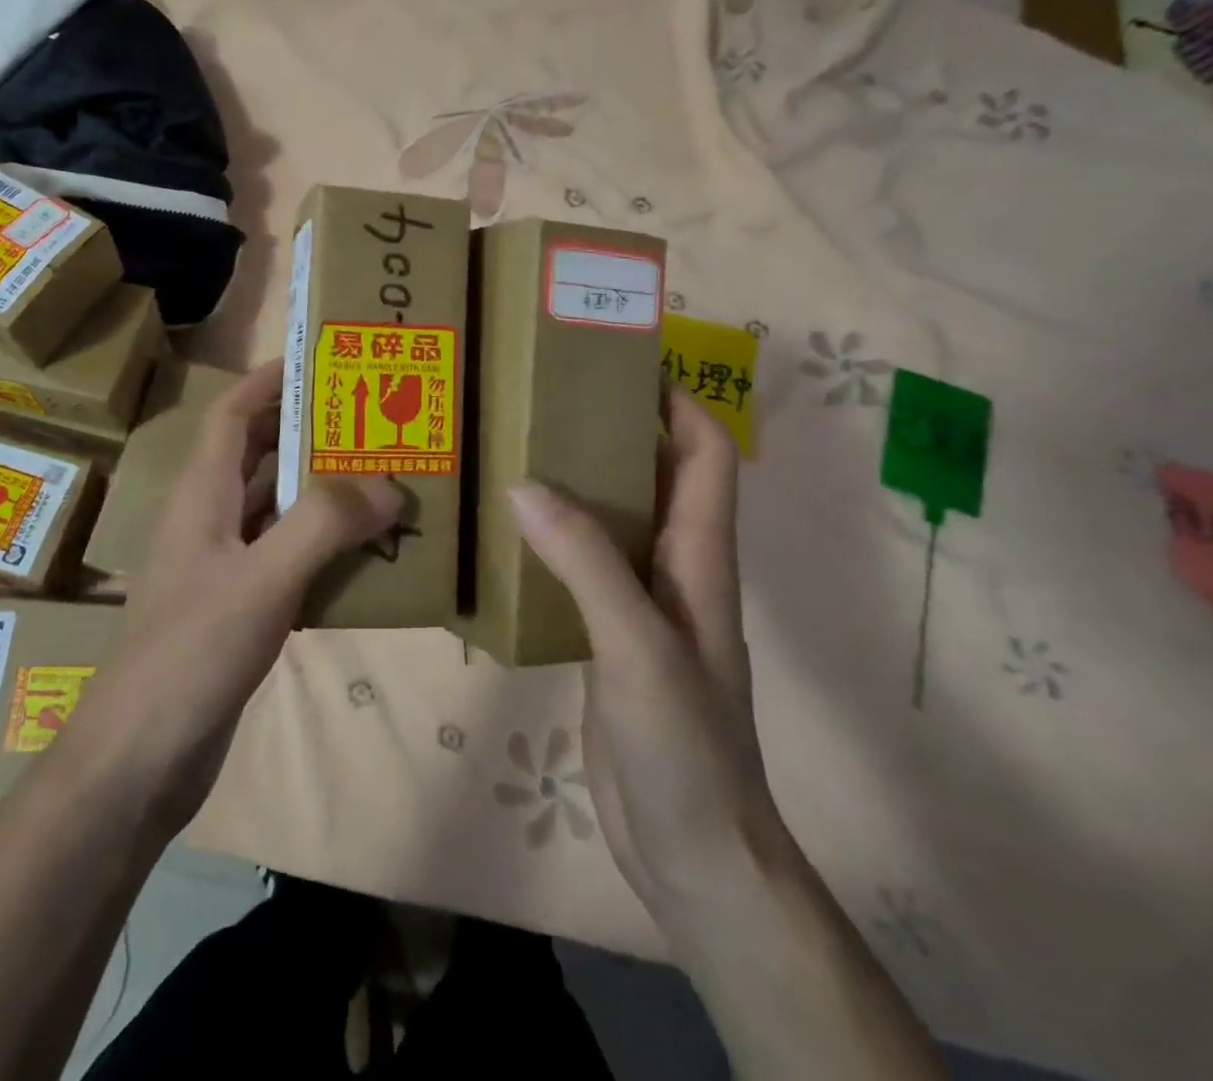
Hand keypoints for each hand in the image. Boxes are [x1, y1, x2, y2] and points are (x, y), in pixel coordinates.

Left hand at [66, 359, 401, 835]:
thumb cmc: (190, 655)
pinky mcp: (240, 607)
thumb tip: (388, 485)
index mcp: (202, 496)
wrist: (141, 760)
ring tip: (384, 477)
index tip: (320, 361)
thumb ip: (323, 526)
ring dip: (323, 491)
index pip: (231, 414)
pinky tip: (368, 554)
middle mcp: (210, 520)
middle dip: (310, 431)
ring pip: (278, 508)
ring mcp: (224, 566)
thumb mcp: (261, 581)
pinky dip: (324, 545)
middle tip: (373, 419)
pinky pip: (288, 557)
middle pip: (259, 455)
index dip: (268, 381)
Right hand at [508, 388, 783, 918]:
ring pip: (614, 520)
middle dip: (614, 428)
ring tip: (517, 448)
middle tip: (546, 398)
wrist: (693, 851)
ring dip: (577, 482)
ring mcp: (641, 604)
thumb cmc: (685, 743)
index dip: (677, 400)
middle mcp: (674, 567)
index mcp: (699, 555)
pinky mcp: (609, 636)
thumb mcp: (636, 643)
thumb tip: (526, 482)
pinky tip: (508, 532)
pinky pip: (583, 567)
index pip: (705, 453)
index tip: (623, 361)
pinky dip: (553, 538)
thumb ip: (586, 561)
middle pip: (654, 475)